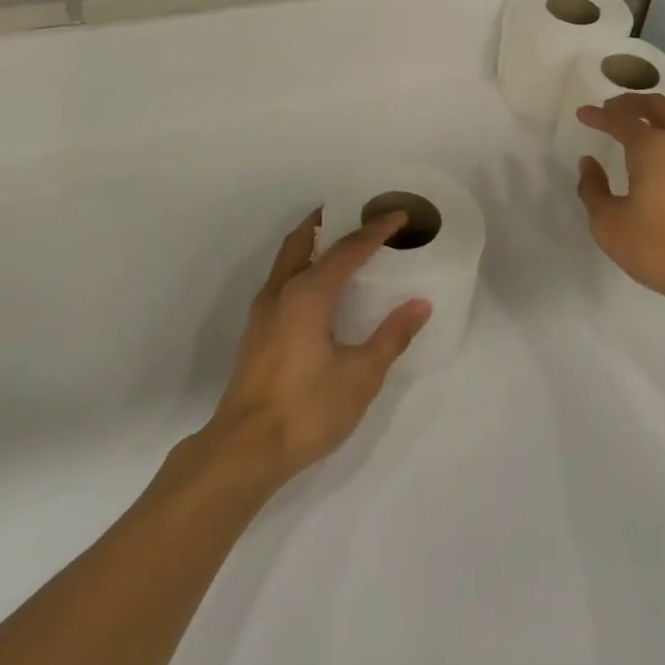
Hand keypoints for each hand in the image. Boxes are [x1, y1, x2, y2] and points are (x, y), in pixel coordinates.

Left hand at [203, 210, 430, 487]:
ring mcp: (263, 311)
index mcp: (308, 294)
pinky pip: (283, 280)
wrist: (244, 450)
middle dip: (330, 221)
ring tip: (342, 246)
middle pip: (304, 240)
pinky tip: (321, 291)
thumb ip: (391, 336)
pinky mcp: (256, 332)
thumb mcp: (361, 375)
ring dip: (313, 244)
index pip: (348, 249)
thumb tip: (420, 304)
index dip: (376, 230)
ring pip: (288, 259)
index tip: (399, 215)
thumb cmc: (307, 408)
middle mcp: (281, 291)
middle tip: (358, 214)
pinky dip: (303, 267)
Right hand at [576, 93, 664, 313]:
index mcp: (651, 148)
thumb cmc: (659, 248)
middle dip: (630, 103)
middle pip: (656, 105)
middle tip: (611, 109)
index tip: (583, 114)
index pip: (621, 119)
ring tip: (647, 118)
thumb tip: (589, 163)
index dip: (599, 115)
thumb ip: (593, 189)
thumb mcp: (609, 224)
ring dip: (661, 109)